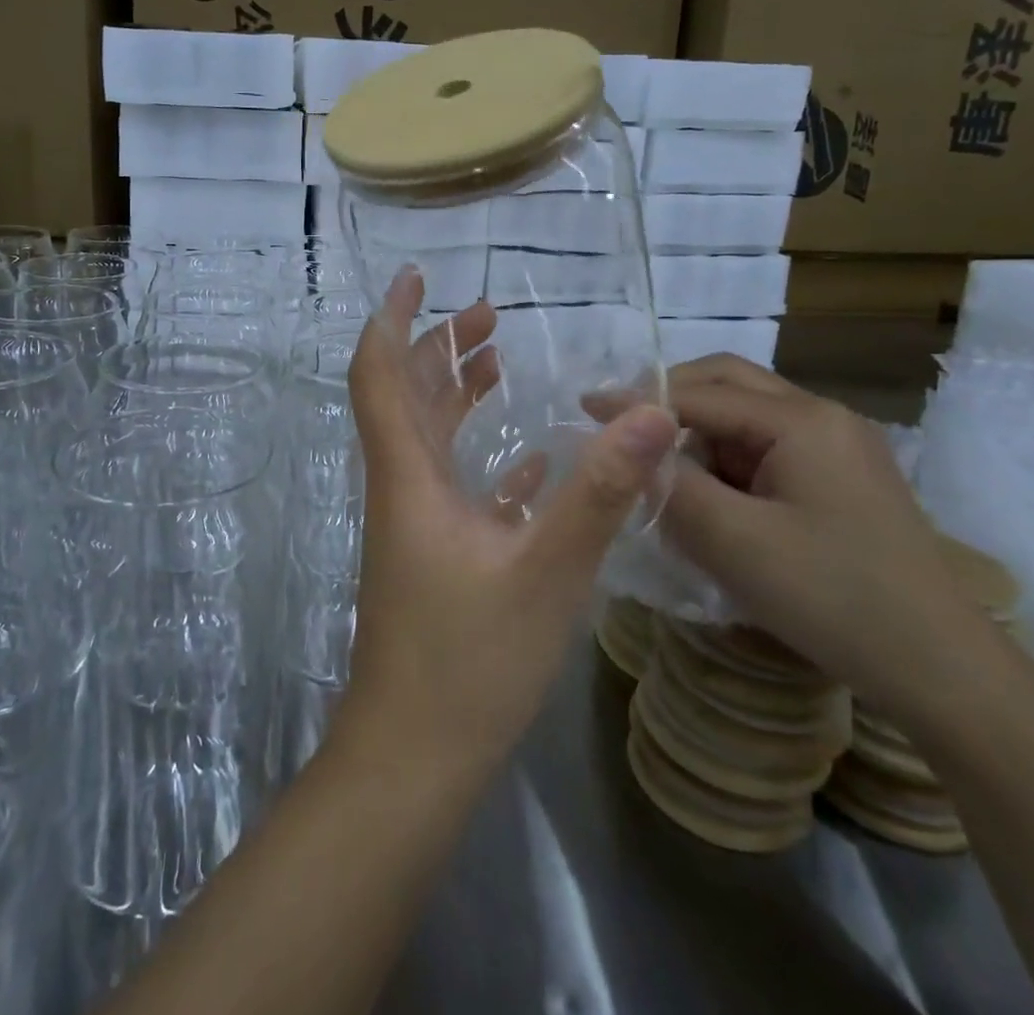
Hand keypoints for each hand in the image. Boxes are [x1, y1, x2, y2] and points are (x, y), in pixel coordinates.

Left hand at [332, 269, 679, 776]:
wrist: (415, 755)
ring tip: (500, 360)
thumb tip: (652, 415)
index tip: (417, 278)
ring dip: (458, 394)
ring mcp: (417, 525)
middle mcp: (404, 489)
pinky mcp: (436, 557)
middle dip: (440, 347)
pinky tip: (529, 460)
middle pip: (408, 397)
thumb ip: (599, 493)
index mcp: (408, 476)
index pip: (380, 376)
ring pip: (431, 439)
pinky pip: (457, 487)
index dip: (392, 321)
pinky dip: (483, 458)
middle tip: (488, 315)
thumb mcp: (547, 572)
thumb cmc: (469, 661)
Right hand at [657, 355, 998, 721]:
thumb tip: (626, 449)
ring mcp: (838, 447)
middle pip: (728, 384)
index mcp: (801, 420)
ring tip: (662, 474)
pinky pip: (767, 448)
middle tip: (621, 428)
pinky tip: (709, 498)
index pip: (699, 393)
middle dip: (669, 400)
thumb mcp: (732, 541)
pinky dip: (726, 462)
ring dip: (698, 434)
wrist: (943, 671)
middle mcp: (822, 417)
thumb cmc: (832, 596)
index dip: (637, 401)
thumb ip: (669, 485)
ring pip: (746, 416)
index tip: (584, 410)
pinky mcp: (842, 478)